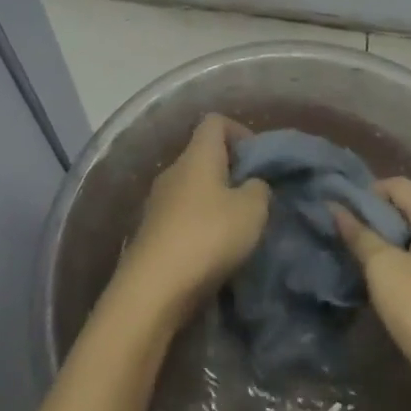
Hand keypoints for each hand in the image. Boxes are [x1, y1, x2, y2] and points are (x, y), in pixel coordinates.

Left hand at [115, 114, 270, 325]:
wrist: (154, 289)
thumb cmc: (208, 236)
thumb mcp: (252, 210)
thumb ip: (259, 189)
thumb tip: (252, 184)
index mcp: (197, 155)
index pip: (215, 121)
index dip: (240, 132)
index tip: (258, 159)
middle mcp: (173, 171)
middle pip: (203, 155)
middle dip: (231, 171)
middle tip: (255, 197)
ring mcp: (158, 202)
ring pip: (193, 188)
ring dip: (216, 201)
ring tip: (238, 227)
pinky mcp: (152, 232)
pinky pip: (182, 216)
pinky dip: (200, 225)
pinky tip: (215, 250)